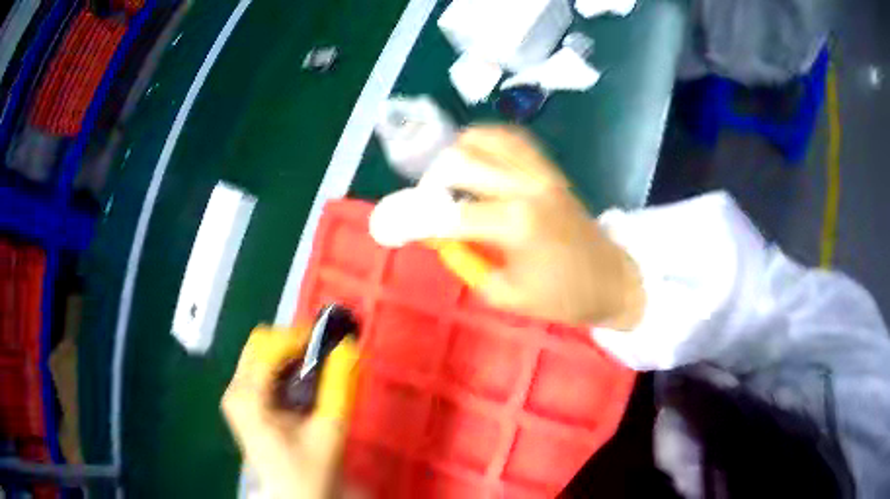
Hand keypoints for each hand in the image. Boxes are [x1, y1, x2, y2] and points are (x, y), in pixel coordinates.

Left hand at [222, 326, 358, 498]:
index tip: (331, 339)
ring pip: (261, 352)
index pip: (270, 347)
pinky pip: (261, 367)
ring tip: (320, 368)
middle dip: (295, 343)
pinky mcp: (242, 400)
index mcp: (248, 398)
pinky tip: (304, 382)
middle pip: (262, 343)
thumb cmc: (309, 469)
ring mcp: (236, 394)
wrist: (292, 494)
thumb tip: (348, 347)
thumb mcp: (328, 430)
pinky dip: (285, 366)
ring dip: (292, 354)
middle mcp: (235, 389)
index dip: (301, 337)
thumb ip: (339, 387)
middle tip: (327, 355)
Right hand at [372, 125, 644, 328]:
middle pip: (460, 163)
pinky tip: (474, 151)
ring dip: (456, 151)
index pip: (448, 213)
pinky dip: (487, 137)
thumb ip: (466, 259)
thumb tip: (438, 233)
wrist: (611, 279)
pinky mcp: (550, 169)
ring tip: (447, 174)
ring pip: (485, 138)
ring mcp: (540, 173)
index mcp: (514, 225)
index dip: (414, 217)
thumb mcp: (504, 293)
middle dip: (431, 180)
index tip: (391, 221)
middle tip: (426, 201)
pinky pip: (514, 138)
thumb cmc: (561, 297)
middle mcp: (524, 188)